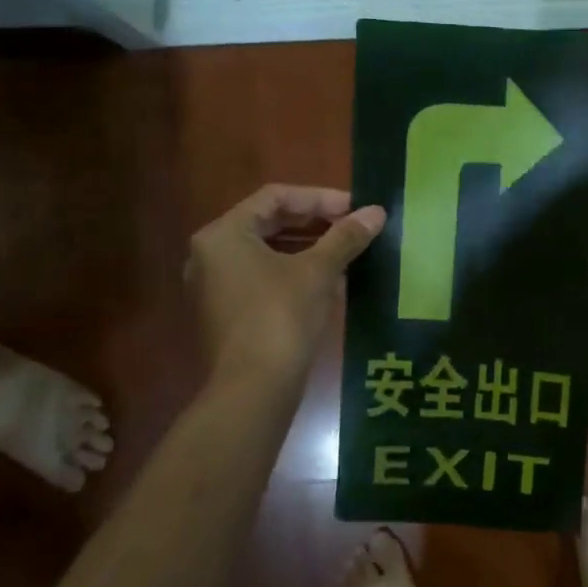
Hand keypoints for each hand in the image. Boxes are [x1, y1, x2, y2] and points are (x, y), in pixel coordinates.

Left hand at [187, 185, 385, 383]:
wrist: (254, 389)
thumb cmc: (282, 316)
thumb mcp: (318, 271)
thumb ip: (345, 236)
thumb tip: (376, 212)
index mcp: (224, 234)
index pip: (276, 197)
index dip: (320, 198)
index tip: (355, 208)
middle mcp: (210, 254)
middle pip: (268, 222)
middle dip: (314, 222)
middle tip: (353, 225)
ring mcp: (214, 286)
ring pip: (266, 252)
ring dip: (307, 246)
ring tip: (346, 249)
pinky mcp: (225, 313)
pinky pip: (261, 277)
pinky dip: (293, 271)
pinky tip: (328, 279)